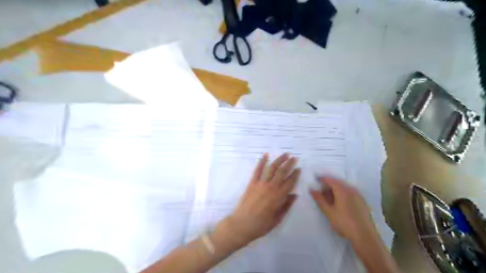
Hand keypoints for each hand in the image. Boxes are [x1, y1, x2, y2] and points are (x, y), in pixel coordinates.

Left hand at [224, 154, 300, 244]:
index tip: (299, 168)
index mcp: (279, 197)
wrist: (241, 224)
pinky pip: (257, 170)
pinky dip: (261, 161)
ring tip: (285, 154)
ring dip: (279, 160)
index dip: (295, 175)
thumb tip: (295, 195)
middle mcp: (271, 187)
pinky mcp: (252, 183)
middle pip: (282, 172)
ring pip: (272, 168)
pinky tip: (265, 155)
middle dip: (289, 164)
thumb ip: (286, 206)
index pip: (290, 182)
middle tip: (295, 157)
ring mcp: (260, 184)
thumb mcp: (277, 219)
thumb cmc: (261, 225)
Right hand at [311, 177, 378, 242]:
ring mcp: (358, 195)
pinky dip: (342, 193)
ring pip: (344, 187)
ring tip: (328, 197)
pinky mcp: (362, 201)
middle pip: (337, 182)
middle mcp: (350, 189)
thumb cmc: (344, 223)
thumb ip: (320, 199)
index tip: (315, 180)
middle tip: (320, 191)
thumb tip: (312, 190)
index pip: (330, 180)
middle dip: (328, 185)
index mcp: (342, 190)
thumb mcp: (329, 212)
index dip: (321, 179)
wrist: (364, 236)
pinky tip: (339, 202)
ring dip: (335, 189)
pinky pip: (349, 192)